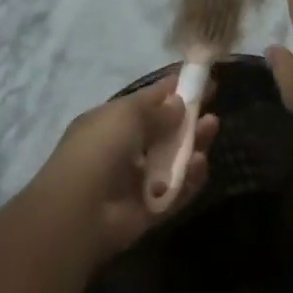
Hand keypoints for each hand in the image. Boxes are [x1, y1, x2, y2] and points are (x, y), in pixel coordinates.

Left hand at [37, 76, 218, 261]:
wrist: (80, 212)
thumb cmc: (99, 150)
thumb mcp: (126, 115)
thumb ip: (157, 108)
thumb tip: (180, 103)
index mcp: (110, 123)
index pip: (146, 102)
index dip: (173, 90)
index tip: (202, 81)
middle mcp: (124, 149)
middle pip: (165, 131)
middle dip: (188, 119)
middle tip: (210, 110)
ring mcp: (138, 180)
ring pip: (176, 159)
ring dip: (194, 143)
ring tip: (211, 128)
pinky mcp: (152, 208)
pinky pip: (179, 189)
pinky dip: (191, 177)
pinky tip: (199, 163)